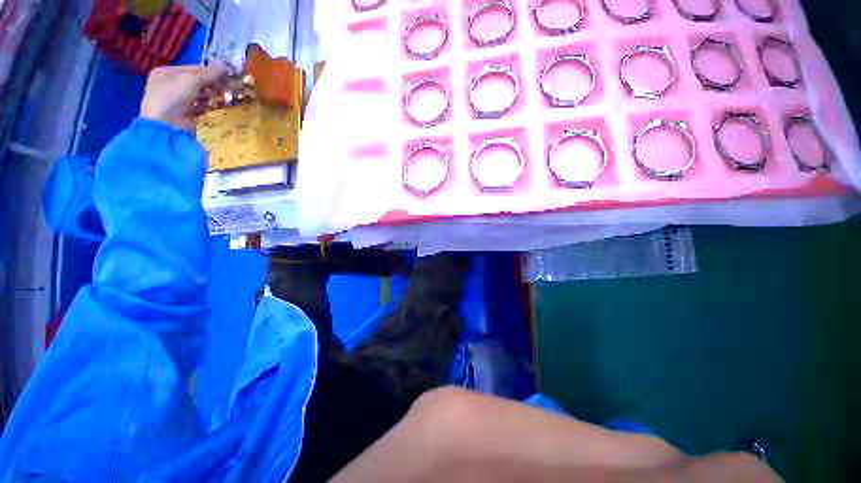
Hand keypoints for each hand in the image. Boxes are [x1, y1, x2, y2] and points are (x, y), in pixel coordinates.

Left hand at [140, 64, 228, 130]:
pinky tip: (210, 107)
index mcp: (166, 72)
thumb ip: (209, 74)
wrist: (166, 126)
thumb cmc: (174, 97)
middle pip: (196, 81)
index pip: (193, 68)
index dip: (211, 71)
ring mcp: (175, 100)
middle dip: (211, 84)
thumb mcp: (192, 80)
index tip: (228, 75)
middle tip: (226, 87)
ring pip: (198, 94)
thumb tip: (226, 66)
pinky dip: (205, 106)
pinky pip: (198, 106)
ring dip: (209, 95)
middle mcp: (169, 84)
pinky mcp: (183, 114)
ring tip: (220, 97)